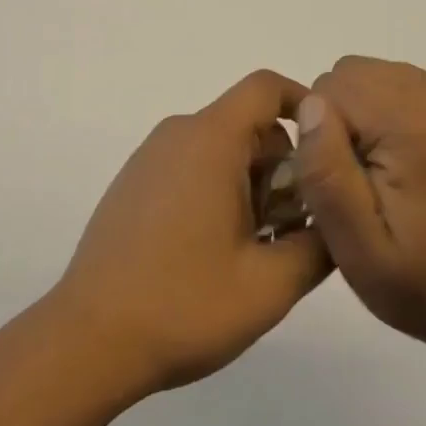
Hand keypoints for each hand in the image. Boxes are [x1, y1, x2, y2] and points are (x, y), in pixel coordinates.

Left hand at [53, 70, 332, 397]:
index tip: (327, 148)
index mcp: (211, 138)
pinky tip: (214, 250)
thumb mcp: (269, 286)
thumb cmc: (184, 303)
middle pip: (247, 124)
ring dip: (250, 184)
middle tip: (289, 229)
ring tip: (253, 249)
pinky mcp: (135, 180)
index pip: (265, 87)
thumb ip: (318, 246)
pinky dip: (217, 189)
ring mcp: (151, 155)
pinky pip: (191, 164)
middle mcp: (179, 132)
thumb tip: (335, 218)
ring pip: (221, 147)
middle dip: (281, 166)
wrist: (90, 338)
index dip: (303, 104)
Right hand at [294, 56, 425, 371]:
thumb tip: (311, 105)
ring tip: (385, 172)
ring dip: (367, 115)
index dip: (323, 135)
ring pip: (378, 76)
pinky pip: (406, 86)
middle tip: (362, 179)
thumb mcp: (357, 248)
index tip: (344, 185)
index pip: (331, 89)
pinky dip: (393, 115)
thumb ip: (326, 173)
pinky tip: (409, 162)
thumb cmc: (425, 285)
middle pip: (353, 73)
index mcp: (416, 123)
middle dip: (343, 119)